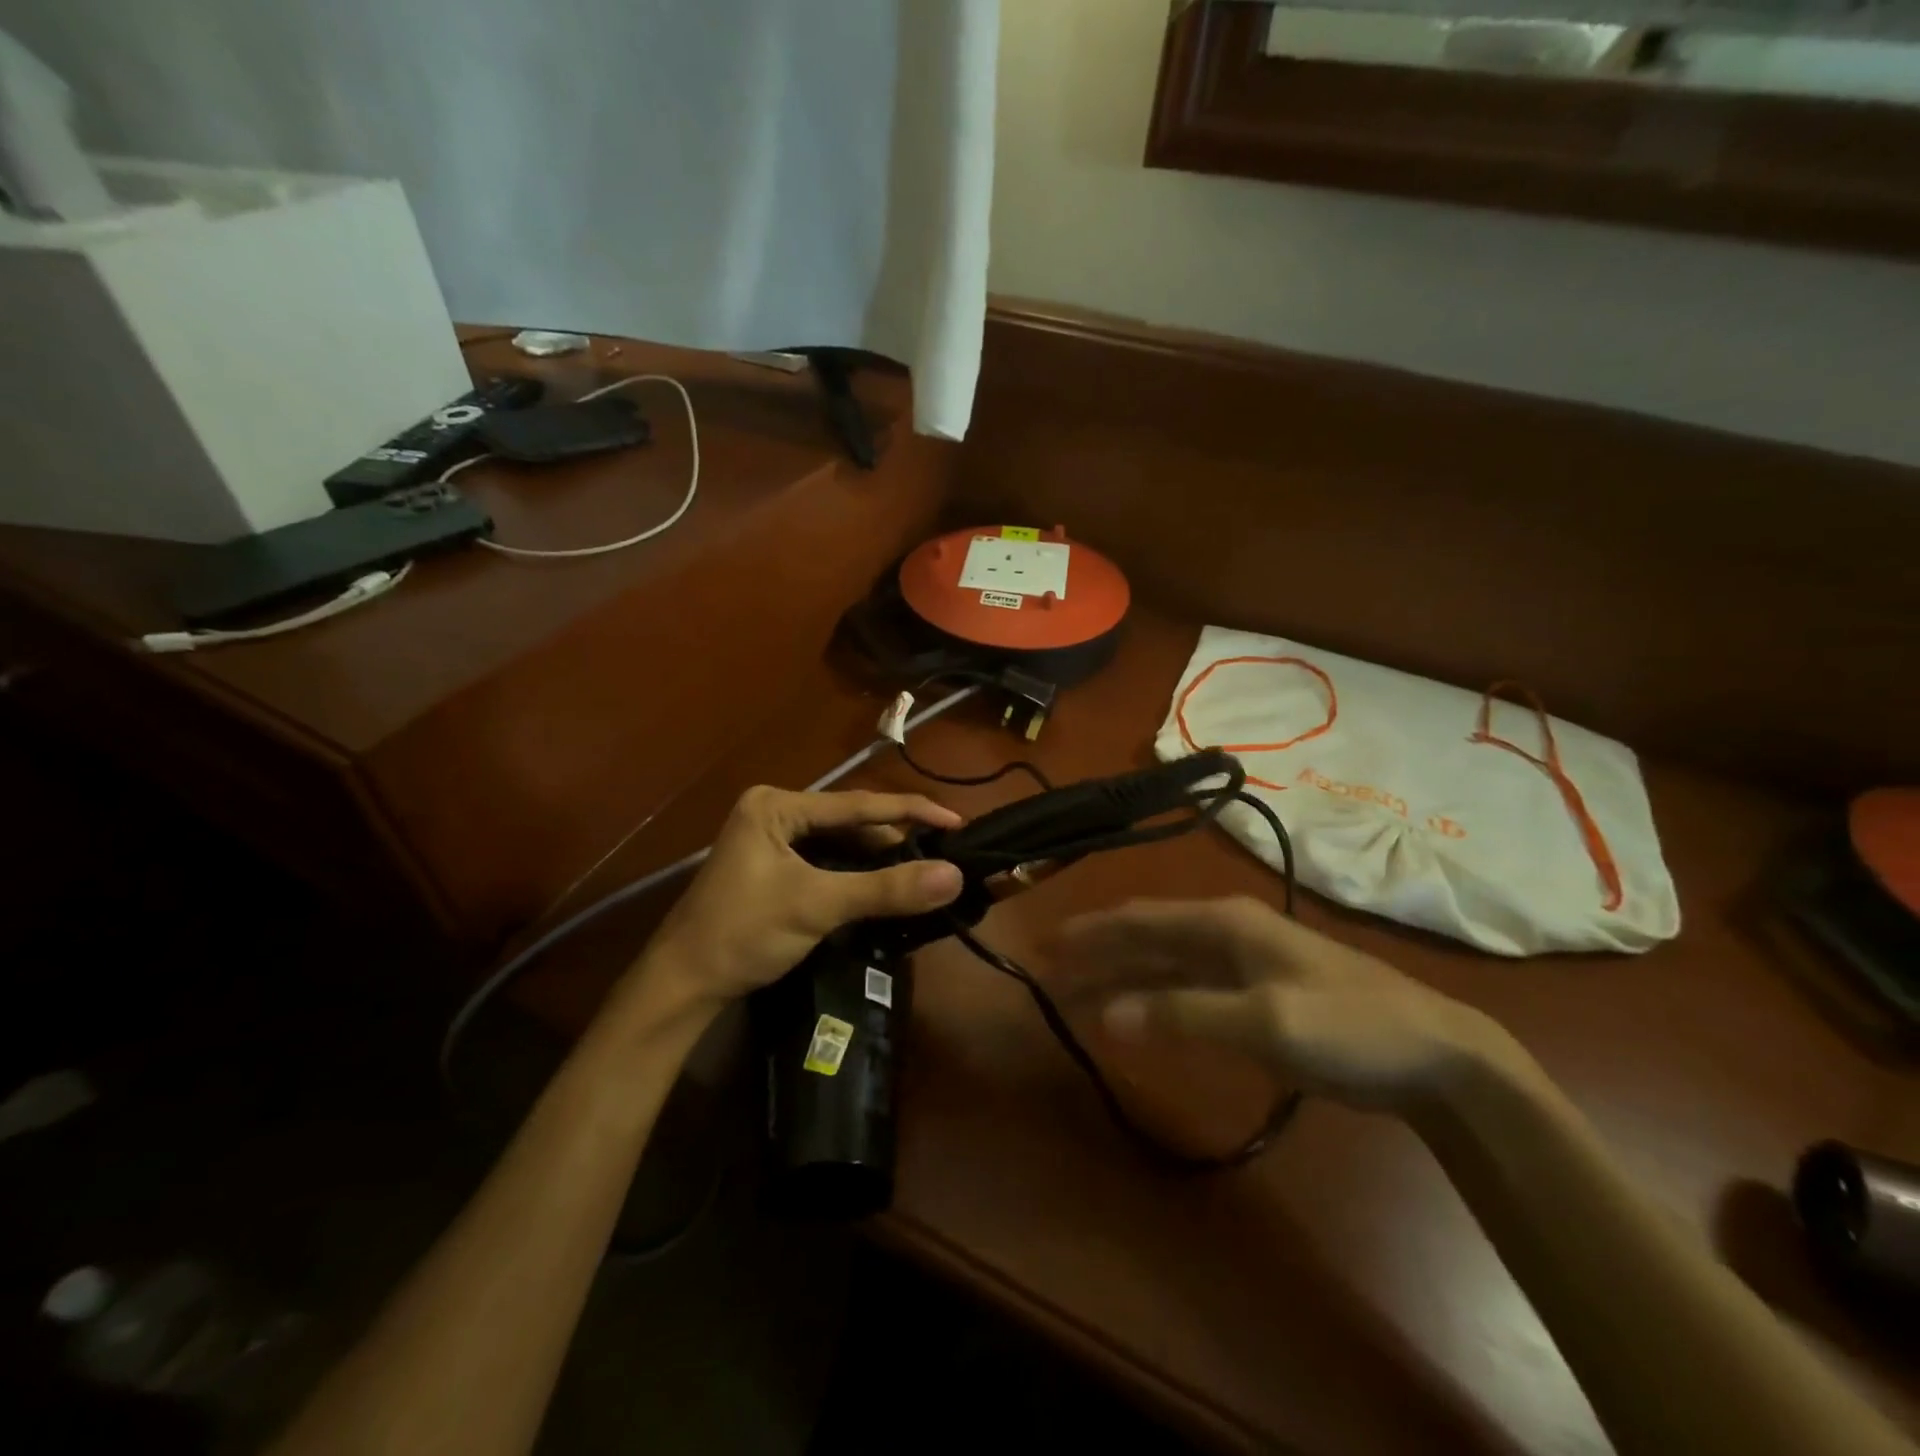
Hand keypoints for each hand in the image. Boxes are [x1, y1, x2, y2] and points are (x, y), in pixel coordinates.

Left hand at [637, 786, 963, 1014]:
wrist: (681, 987)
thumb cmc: (742, 934)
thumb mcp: (817, 905)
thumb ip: (886, 889)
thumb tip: (954, 875)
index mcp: (776, 806)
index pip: (857, 804)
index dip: (910, 811)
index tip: (957, 822)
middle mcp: (774, 813)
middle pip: (849, 823)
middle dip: (895, 839)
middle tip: (944, 852)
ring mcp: (771, 842)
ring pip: (839, 845)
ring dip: (878, 860)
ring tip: (924, 870)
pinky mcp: (772, 870)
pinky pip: (826, 864)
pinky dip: (856, 876)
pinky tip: (884, 887)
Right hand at [1058, 896, 1515, 1113]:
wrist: (1436, 1056)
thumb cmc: (1348, 1026)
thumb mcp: (1266, 1021)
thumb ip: (1183, 1014)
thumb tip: (1106, 1014)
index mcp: (1223, 922)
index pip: (1139, 919)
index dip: (1090, 932)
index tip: (1046, 945)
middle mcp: (1225, 933)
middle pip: (1146, 941)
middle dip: (1098, 957)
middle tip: (1050, 976)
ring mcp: (1242, 965)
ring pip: (1164, 966)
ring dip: (1121, 981)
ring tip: (1079, 999)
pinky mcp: (1257, 998)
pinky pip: (1188, 992)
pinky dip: (1155, 1002)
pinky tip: (1138, 1017)